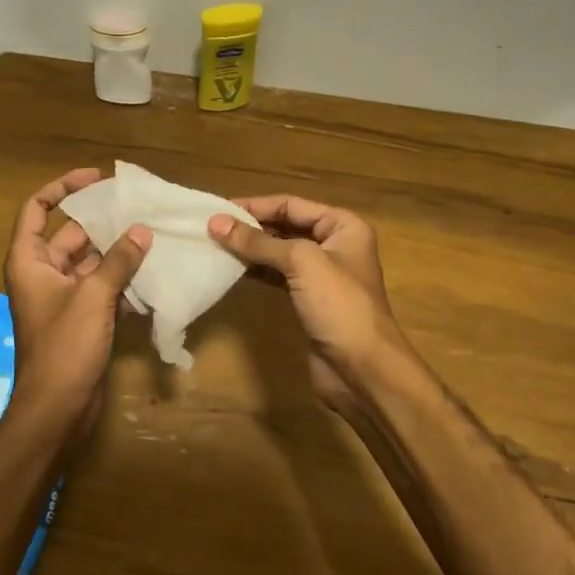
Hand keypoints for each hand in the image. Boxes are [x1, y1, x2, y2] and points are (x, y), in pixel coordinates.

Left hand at [4, 169, 150, 435]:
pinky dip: (123, 282)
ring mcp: (63, 297)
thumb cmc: (64, 347)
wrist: (57, 408)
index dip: (62, 187)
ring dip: (119, 253)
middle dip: (105, 223)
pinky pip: (102, 288)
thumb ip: (118, 261)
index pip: (37, 208)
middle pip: (73, 235)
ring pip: (92, 262)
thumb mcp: (93, 297)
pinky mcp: (82, 318)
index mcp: (30, 260)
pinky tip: (153, 276)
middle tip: (142, 210)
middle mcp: (44, 273)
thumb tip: (142, 231)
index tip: (97, 178)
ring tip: (155, 237)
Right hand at [207, 196, 410, 421]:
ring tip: (216, 245)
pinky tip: (233, 269)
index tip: (219, 209)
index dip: (255, 206)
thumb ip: (258, 242)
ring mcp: (323, 275)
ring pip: (280, 252)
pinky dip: (257, 271)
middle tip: (212, 227)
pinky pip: (279, 276)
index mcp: (343, 226)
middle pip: (286, 226)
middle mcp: (335, 245)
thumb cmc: (338, 305)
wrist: (362, 369)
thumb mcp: (300, 263)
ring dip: (251, 249)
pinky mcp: (310, 300)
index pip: (291, 205)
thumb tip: (215, 222)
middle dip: (251, 226)